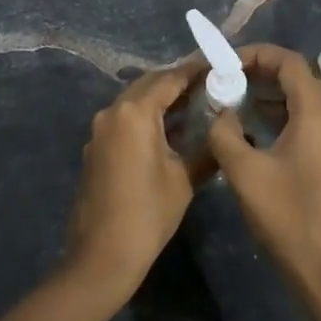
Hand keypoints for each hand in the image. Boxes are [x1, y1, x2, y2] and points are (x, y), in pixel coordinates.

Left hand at [64, 57, 208, 301]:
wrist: (102, 256)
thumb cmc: (148, 213)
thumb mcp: (184, 179)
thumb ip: (206, 149)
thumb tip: (224, 132)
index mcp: (134, 112)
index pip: (169, 79)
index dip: (194, 71)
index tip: (217, 64)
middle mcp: (113, 112)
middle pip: (149, 84)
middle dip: (178, 82)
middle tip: (209, 83)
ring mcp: (100, 129)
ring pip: (135, 101)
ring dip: (161, 99)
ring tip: (196, 103)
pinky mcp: (96, 147)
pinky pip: (125, 119)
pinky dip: (147, 117)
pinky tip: (171, 129)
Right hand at [208, 44, 320, 320]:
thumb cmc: (287, 217)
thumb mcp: (244, 172)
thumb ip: (225, 133)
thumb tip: (220, 113)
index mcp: (316, 113)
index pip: (289, 61)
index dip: (256, 54)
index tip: (225, 62)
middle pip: (297, 76)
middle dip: (260, 71)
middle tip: (224, 79)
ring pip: (301, 99)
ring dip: (268, 93)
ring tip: (232, 99)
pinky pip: (305, 120)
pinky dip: (279, 114)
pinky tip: (252, 129)